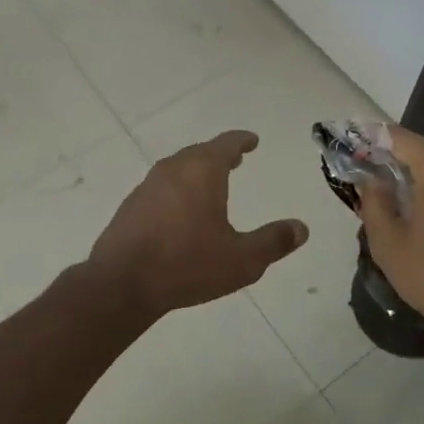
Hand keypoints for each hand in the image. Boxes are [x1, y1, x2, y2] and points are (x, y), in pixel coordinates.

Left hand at [88, 130, 307, 321]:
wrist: (121, 282)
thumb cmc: (187, 264)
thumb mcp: (241, 259)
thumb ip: (273, 242)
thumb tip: (302, 228)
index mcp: (202, 170)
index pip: (226, 144)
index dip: (242, 140)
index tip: (252, 140)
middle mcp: (174, 168)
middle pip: (201, 153)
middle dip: (220, 155)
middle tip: (236, 160)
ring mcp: (148, 185)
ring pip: (179, 169)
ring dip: (197, 171)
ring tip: (211, 184)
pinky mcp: (131, 205)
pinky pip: (162, 187)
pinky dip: (178, 189)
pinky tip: (181, 211)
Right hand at [356, 125, 423, 328]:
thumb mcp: (388, 241)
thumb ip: (374, 201)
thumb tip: (371, 179)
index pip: (399, 137)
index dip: (371, 138)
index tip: (351, 145)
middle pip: (423, 148)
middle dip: (393, 155)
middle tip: (366, 169)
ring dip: (415, 171)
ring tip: (389, 188)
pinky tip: (418, 203)